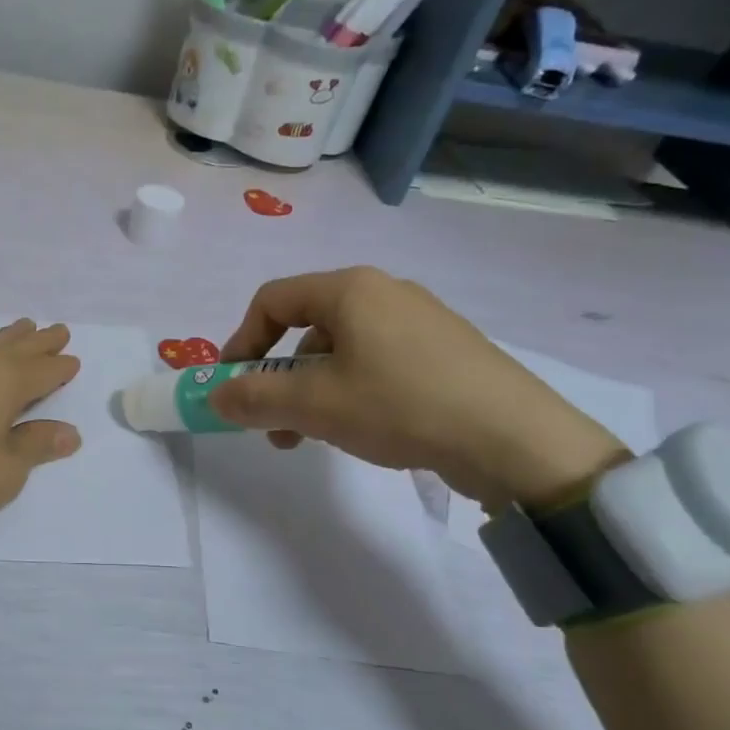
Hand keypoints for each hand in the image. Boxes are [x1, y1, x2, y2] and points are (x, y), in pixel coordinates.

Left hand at [0, 319, 82, 550]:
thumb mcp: (4, 472)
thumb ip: (35, 447)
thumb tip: (69, 432)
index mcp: (5, 385)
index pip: (42, 372)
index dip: (60, 368)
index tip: (73, 361)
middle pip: (15, 349)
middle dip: (39, 342)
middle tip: (57, 330)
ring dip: (4, 335)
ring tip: (21, 325)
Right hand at [212, 267, 627, 508]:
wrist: (514, 439)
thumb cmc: (400, 405)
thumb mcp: (315, 404)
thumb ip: (255, 398)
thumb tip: (215, 396)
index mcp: (350, 289)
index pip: (272, 300)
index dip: (241, 342)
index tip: (231, 385)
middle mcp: (384, 293)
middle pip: (306, 327)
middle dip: (277, 378)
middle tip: (271, 423)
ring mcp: (420, 321)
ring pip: (341, 351)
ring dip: (311, 392)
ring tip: (311, 438)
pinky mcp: (444, 352)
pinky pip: (376, 363)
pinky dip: (350, 392)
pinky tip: (359, 431)